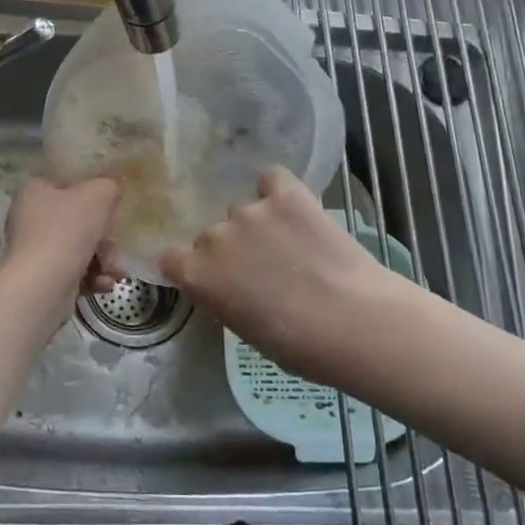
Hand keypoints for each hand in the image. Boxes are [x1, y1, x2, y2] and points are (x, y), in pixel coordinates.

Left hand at [2, 176, 123, 297]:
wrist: (41, 286)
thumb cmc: (66, 231)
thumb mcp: (97, 195)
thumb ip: (107, 187)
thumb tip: (109, 191)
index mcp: (35, 192)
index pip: (66, 184)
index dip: (91, 192)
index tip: (111, 205)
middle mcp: (30, 220)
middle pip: (78, 221)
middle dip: (105, 237)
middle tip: (117, 247)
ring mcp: (36, 251)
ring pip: (80, 249)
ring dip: (104, 260)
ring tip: (116, 272)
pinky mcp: (43, 279)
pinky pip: (75, 272)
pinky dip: (93, 277)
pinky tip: (105, 284)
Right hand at [159, 167, 415, 384]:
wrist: (352, 323)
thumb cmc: (297, 346)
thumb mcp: (244, 328)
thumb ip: (224, 297)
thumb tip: (232, 284)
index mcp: (197, 276)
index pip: (171, 257)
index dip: (190, 265)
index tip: (213, 277)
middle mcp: (214, 237)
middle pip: (212, 236)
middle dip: (232, 249)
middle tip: (264, 269)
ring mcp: (249, 211)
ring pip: (243, 213)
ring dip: (258, 225)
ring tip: (292, 245)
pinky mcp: (286, 194)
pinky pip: (271, 178)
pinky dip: (277, 189)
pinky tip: (291, 204)